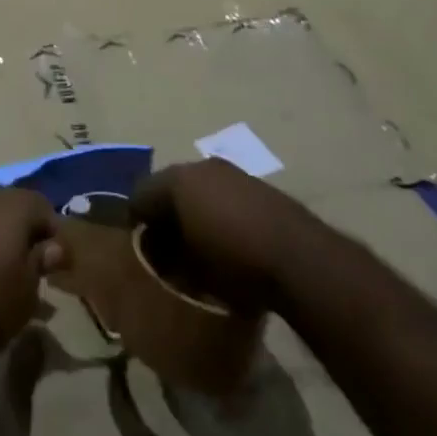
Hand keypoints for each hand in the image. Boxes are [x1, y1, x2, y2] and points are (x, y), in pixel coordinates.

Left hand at [0, 189, 63, 366]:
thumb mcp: (26, 292)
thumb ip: (42, 263)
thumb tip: (54, 245)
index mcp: (12, 207)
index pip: (44, 207)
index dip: (56, 235)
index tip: (59, 268)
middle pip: (17, 210)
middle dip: (30, 237)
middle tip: (38, 273)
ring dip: (5, 244)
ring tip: (12, 282)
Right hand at [129, 158, 317, 312]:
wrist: (301, 259)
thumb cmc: (235, 264)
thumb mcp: (190, 269)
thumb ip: (165, 255)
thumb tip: (154, 251)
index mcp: (177, 179)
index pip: (140, 194)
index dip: (135, 220)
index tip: (137, 245)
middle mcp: (200, 166)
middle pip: (169, 186)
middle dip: (164, 212)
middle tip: (165, 245)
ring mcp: (232, 173)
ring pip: (199, 188)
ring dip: (193, 210)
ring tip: (197, 244)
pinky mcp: (258, 186)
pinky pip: (225, 195)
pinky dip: (218, 212)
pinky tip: (227, 239)